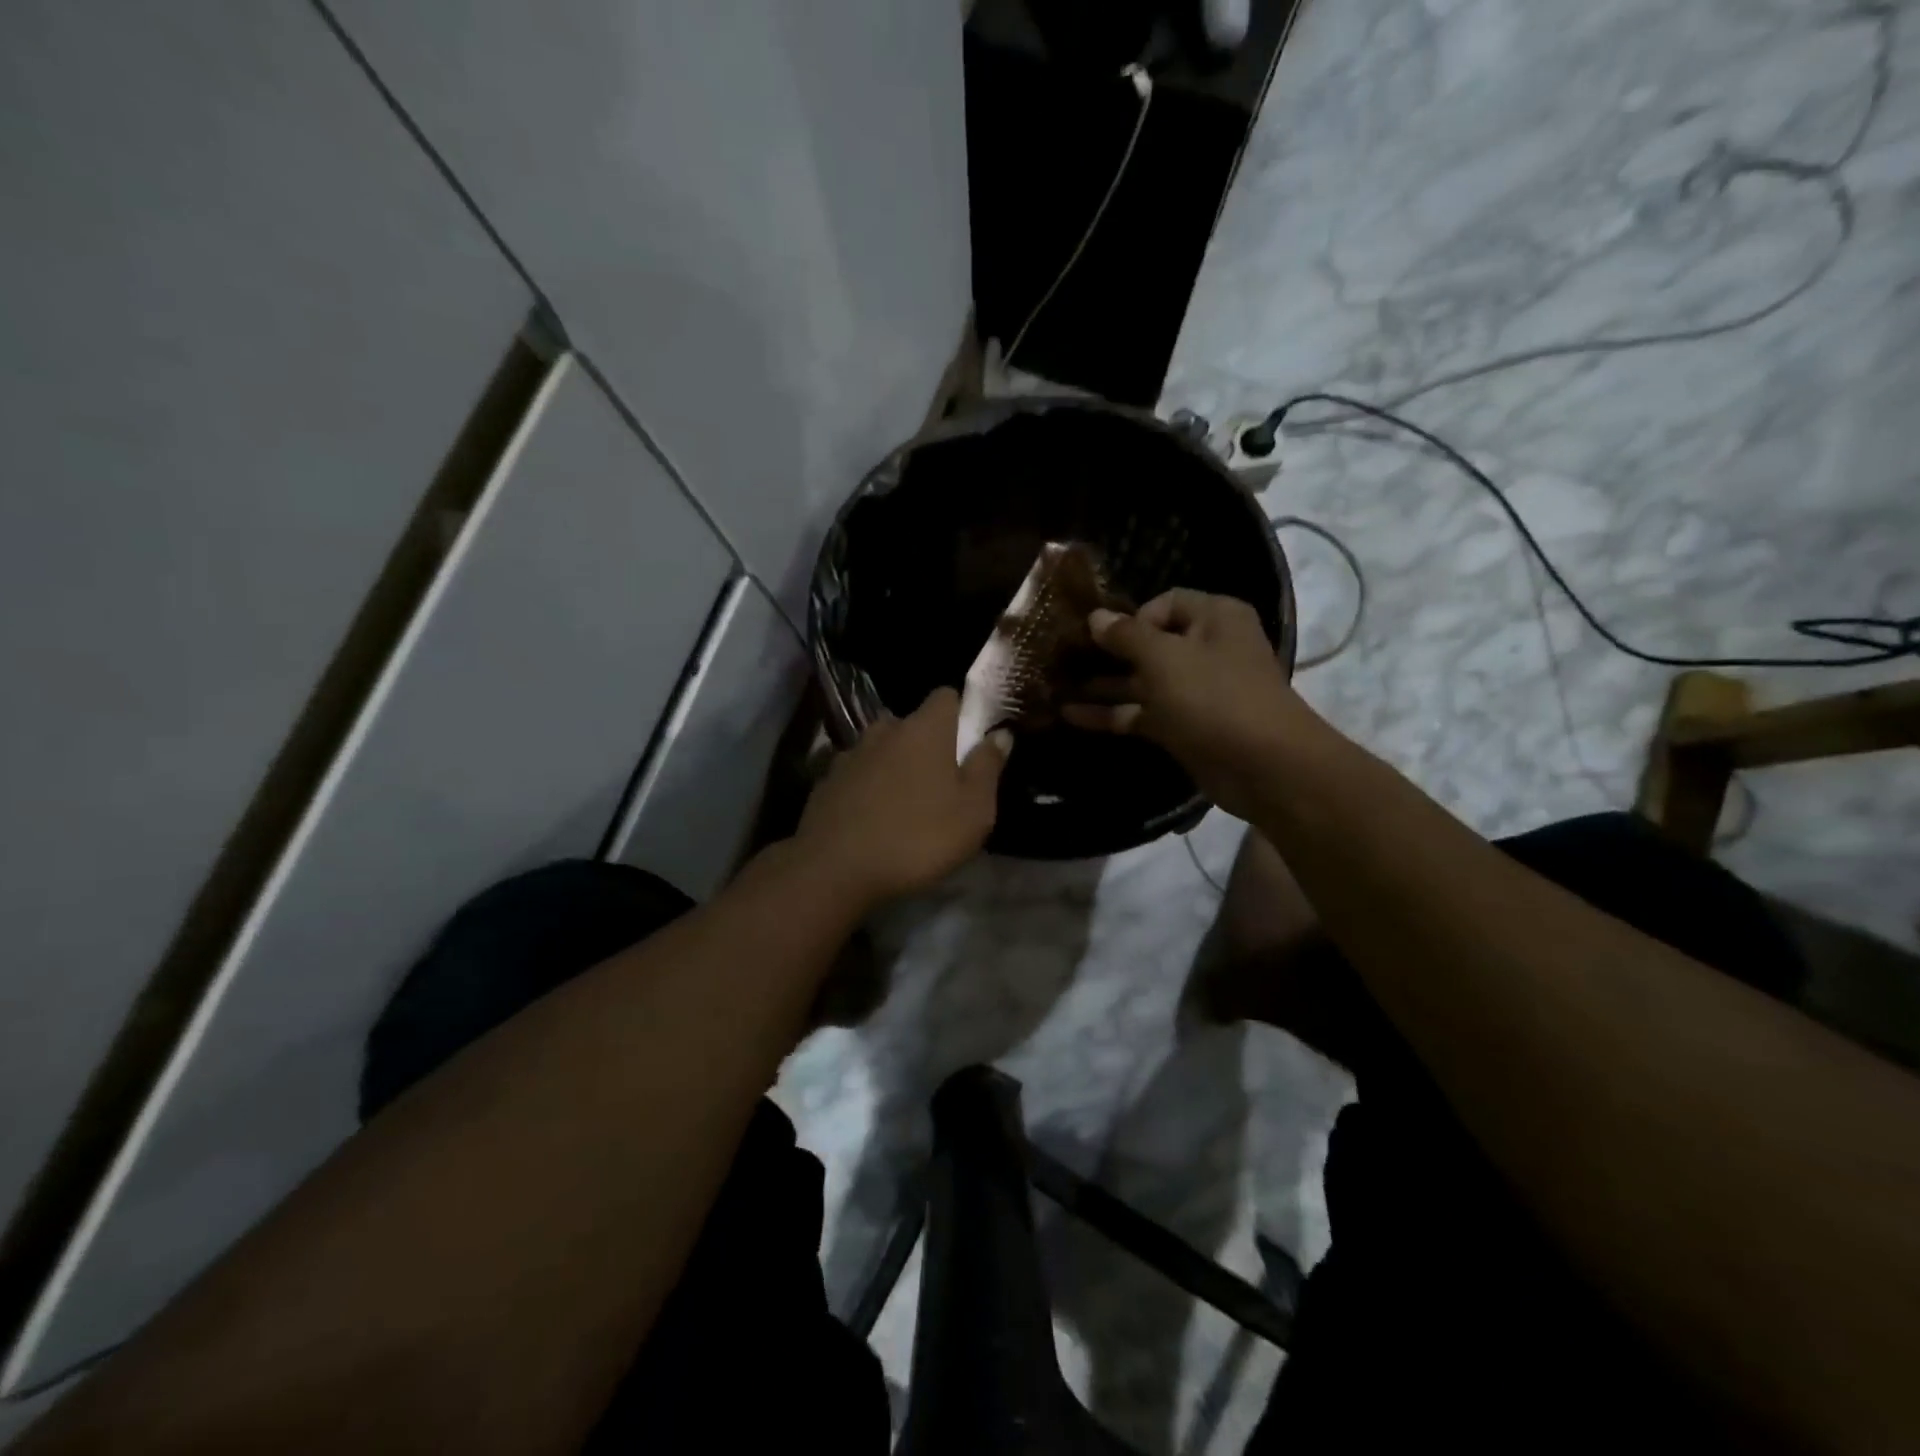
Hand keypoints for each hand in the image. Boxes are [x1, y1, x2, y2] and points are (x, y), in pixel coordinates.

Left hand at [795, 688, 1008, 904]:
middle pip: (911, 723)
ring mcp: (850, 754)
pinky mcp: (826, 781)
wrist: (835, 869)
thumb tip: (1000, 734)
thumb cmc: (917, 837)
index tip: (970, 742)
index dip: (961, 713)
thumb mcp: (973, 811)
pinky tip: (871, 817)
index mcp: (925, 729)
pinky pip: (856, 774)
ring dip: (893, 764)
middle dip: (926, 743)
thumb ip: (988, 767)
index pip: (946, 696)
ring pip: (880, 748)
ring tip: (903, 800)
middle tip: (940, 780)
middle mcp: (884, 731)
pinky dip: (866, 786)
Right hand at [1062, 589, 1321, 819]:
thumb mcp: (1164, 658)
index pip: (1164, 603)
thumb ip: (1125, 635)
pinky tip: (1071, 716)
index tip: (1103, 638)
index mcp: (1214, 618)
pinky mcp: (1184, 726)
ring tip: (1056, 688)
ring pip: (1141, 681)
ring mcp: (1195, 691)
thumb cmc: (1214, 696)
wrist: (1263, 766)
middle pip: (1149, 643)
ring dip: (1103, 685)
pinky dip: (1112, 714)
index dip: (1132, 617)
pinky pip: (1142, 713)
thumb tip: (1096, 616)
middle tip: (1063, 659)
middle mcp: (1206, 649)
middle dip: (1107, 652)